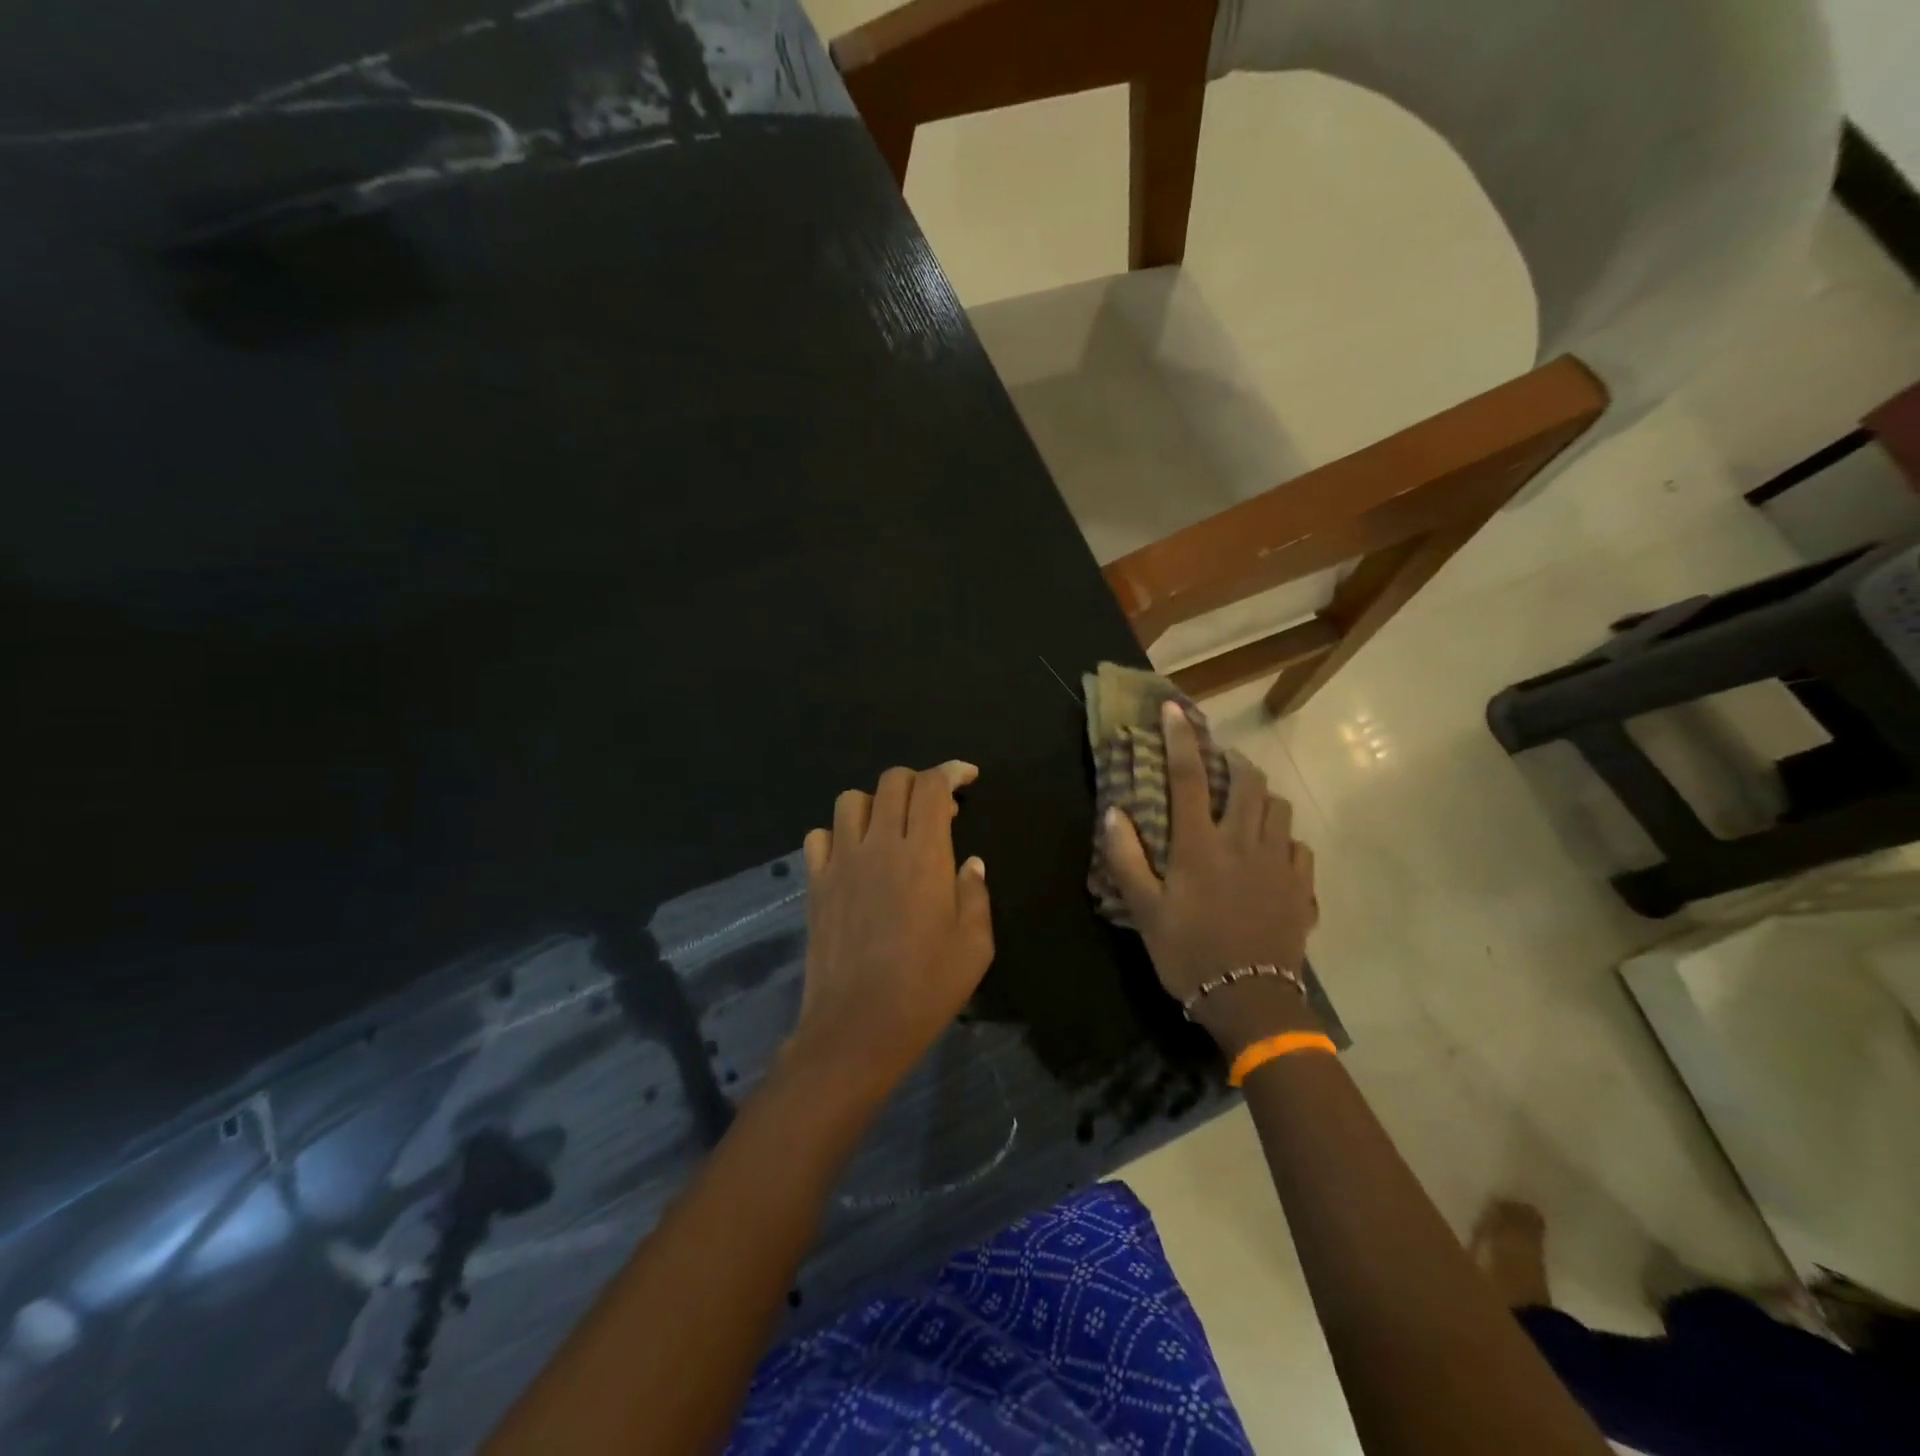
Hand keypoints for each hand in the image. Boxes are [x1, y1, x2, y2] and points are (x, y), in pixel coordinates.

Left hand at [788, 761, 993, 1100]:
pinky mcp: (815, 885)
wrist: (857, 1028)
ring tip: (892, 829)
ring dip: (876, 804)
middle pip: (892, 782)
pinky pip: (818, 837)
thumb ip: (975, 894)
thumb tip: (969, 863)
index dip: (951, 771)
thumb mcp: (975, 945)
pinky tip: (853, 857)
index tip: (967, 777)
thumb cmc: (926, 988)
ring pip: (851, 801)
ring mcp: (841, 863)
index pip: (932, 786)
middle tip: (936, 809)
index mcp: (924, 855)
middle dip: (918, 782)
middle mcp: (879, 845)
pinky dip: (838, 835)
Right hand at [1103, 701, 1319, 1054]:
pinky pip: (1299, 849)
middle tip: (1220, 764)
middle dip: (1234, 762)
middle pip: (1248, 782)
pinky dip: (1284, 841)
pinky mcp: (1302, 888)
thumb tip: (1114, 812)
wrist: (1250, 1002)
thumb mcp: (1145, 911)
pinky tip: (1272, 855)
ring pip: (1280, 809)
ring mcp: (1279, 864)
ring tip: (1246, 807)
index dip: (1181, 739)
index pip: (1189, 778)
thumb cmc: (1188, 954)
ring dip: (1261, 798)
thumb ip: (1127, 858)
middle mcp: (1244, 843)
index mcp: (1200, 846)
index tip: (1174, 709)